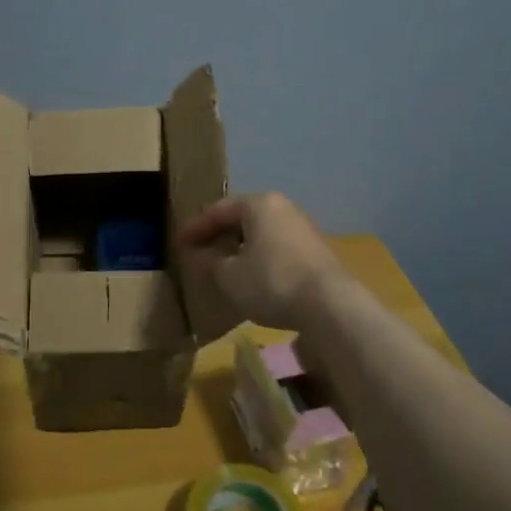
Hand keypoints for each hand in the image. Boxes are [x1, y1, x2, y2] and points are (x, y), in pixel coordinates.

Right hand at [177, 193, 346, 329]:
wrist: (331, 305)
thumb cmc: (272, 282)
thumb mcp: (230, 276)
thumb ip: (211, 262)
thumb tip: (202, 255)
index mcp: (259, 204)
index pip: (218, 210)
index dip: (195, 227)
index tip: (178, 241)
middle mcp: (283, 208)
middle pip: (243, 217)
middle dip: (219, 233)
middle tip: (200, 247)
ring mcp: (304, 228)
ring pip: (262, 232)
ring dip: (241, 245)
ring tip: (224, 262)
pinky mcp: (317, 251)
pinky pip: (278, 247)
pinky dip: (260, 256)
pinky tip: (253, 274)